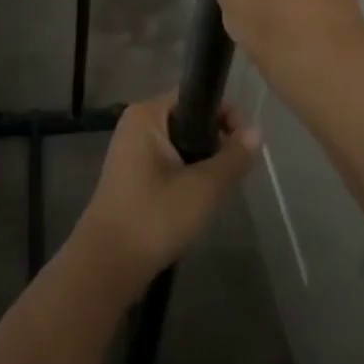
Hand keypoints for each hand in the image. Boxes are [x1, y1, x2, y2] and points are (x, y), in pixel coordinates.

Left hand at [69, 94, 260, 297]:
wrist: (106, 266)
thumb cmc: (154, 217)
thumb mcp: (204, 187)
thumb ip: (234, 157)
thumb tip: (257, 130)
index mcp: (147, 114)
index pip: (196, 96)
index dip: (226, 115)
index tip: (245, 144)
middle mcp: (136, 125)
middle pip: (190, 120)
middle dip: (215, 142)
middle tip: (231, 172)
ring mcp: (131, 151)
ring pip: (181, 144)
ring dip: (202, 163)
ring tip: (215, 190)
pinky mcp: (131, 177)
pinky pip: (169, 163)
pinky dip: (186, 176)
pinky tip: (196, 201)